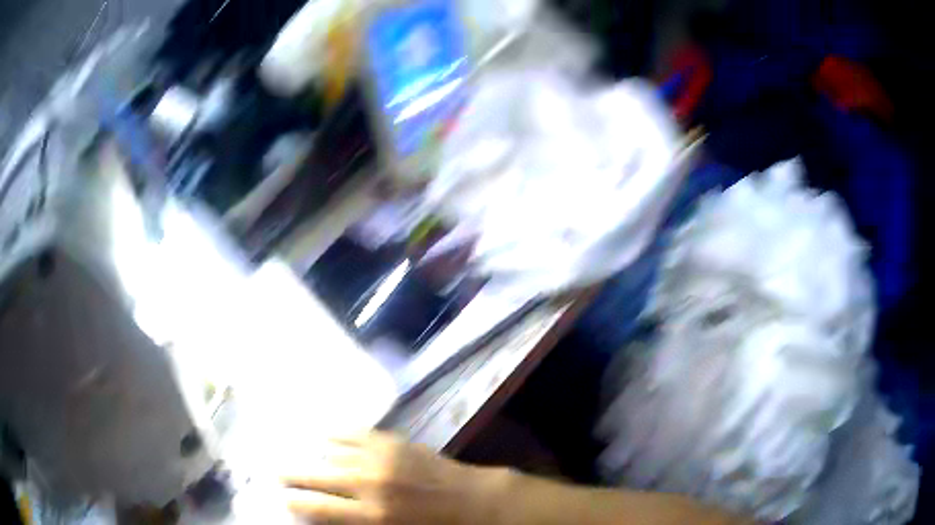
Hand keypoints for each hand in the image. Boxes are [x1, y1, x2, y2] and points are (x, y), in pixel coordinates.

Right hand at [282, 432, 505, 524]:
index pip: (319, 507)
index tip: (281, 496)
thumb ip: (357, 522)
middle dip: (293, 474)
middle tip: (276, 471)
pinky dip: (336, 435)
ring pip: (333, 451)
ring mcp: (382, 458)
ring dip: (316, 456)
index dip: (295, 501)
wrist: (473, 500)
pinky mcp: (393, 441)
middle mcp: (370, 483)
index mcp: (373, 515)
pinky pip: (354, 433)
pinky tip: (325, 435)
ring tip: (301, 454)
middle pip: (318, 475)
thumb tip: (328, 513)